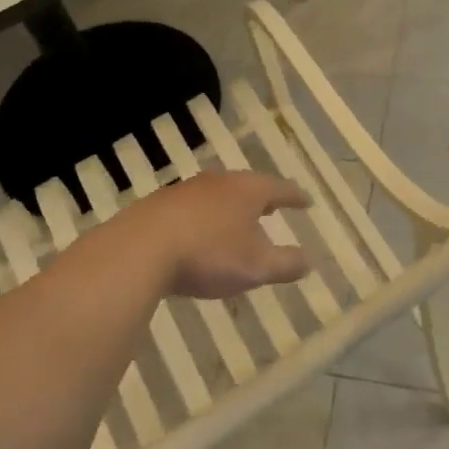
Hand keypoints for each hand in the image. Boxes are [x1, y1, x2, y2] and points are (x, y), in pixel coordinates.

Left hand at [134, 171, 310, 298]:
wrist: (139, 249)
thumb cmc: (208, 254)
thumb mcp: (256, 266)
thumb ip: (286, 264)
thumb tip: (309, 261)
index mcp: (248, 190)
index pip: (280, 189)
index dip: (295, 197)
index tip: (306, 202)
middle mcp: (219, 182)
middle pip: (247, 186)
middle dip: (261, 199)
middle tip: (272, 209)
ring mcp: (186, 190)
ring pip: (218, 195)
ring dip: (230, 208)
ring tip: (236, 222)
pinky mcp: (159, 204)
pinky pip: (192, 208)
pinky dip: (203, 218)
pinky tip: (198, 235)